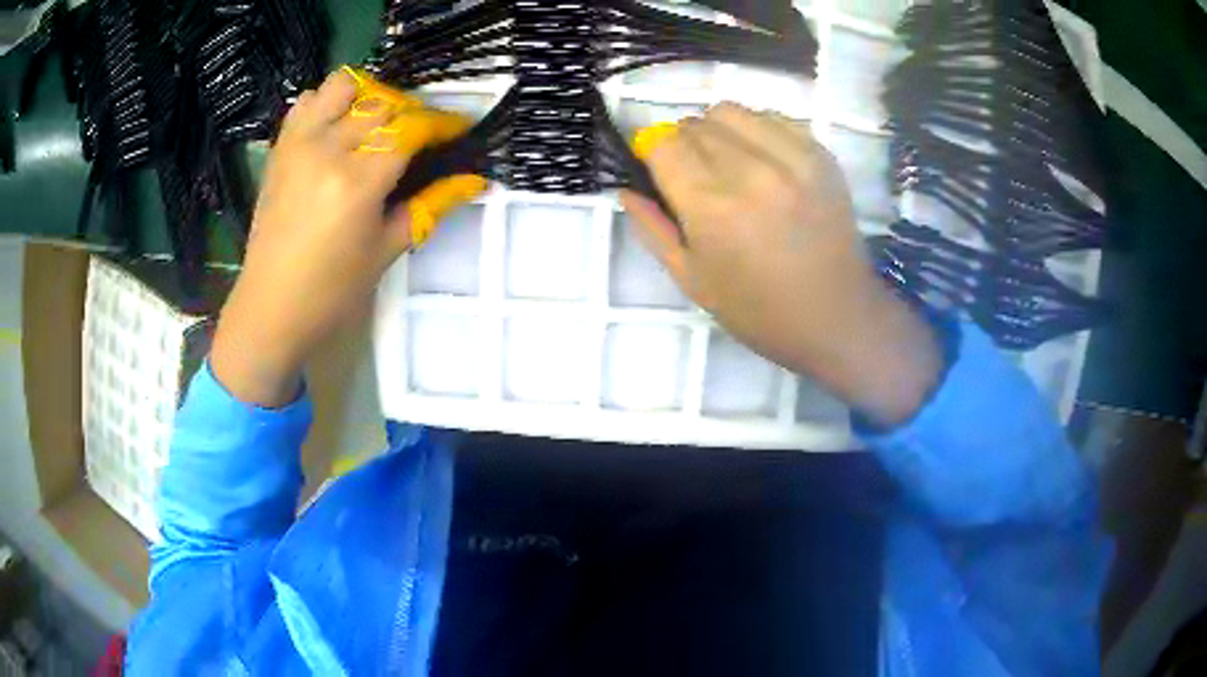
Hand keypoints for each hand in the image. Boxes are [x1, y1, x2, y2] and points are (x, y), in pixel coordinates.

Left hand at [212, 70, 484, 406]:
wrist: (270, 307)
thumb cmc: (332, 291)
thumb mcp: (387, 250)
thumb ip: (430, 206)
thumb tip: (474, 179)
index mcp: (358, 181)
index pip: (411, 128)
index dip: (442, 123)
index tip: (459, 129)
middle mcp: (327, 149)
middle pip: (383, 103)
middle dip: (411, 112)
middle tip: (421, 136)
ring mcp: (298, 144)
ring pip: (344, 86)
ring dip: (369, 96)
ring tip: (377, 124)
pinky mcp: (279, 148)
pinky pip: (307, 101)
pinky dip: (328, 103)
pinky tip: (337, 128)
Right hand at [621, 103, 941, 427]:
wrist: (836, 316)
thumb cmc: (758, 310)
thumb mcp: (693, 280)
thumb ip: (653, 228)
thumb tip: (626, 189)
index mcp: (710, 207)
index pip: (662, 143)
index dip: (652, 153)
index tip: (659, 171)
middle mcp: (749, 170)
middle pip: (693, 124)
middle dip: (682, 145)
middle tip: (697, 177)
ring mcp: (790, 157)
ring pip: (729, 111)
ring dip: (716, 130)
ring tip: (729, 163)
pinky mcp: (820, 155)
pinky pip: (772, 117)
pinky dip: (756, 130)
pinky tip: (763, 161)